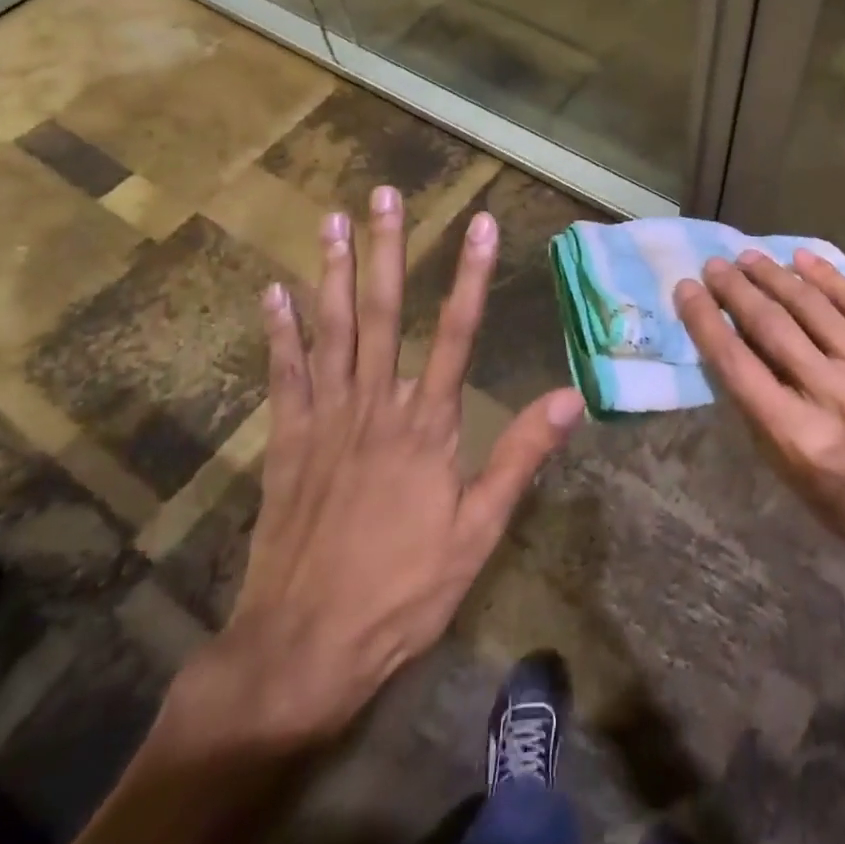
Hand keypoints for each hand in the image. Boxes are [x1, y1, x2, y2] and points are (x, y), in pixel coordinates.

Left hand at [176, 185, 584, 748]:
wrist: (303, 649)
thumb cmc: (403, 591)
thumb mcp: (478, 532)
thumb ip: (520, 457)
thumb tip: (570, 397)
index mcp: (427, 427)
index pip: (456, 334)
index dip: (472, 276)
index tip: (479, 224)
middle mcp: (376, 407)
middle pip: (382, 313)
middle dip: (386, 249)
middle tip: (384, 195)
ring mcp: (325, 421)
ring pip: (331, 331)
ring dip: (332, 271)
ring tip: (333, 220)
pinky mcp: (287, 442)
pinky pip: (285, 376)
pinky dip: (280, 332)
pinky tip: (274, 292)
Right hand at [674, 250, 844, 568]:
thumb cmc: (840, 495)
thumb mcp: (781, 464)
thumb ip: (753, 400)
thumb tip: (725, 332)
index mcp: (800, 438)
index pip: (738, 364)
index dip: (705, 320)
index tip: (685, 289)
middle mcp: (841, 400)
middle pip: (774, 327)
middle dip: (737, 289)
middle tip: (714, 265)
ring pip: (816, 307)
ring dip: (776, 275)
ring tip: (750, 258)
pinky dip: (829, 277)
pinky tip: (802, 258)